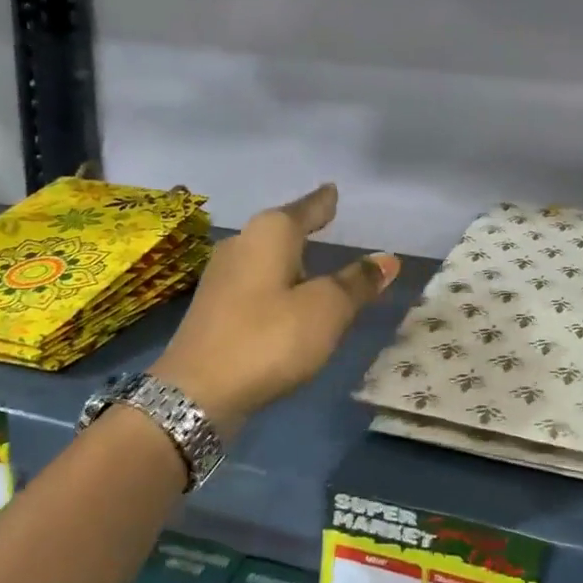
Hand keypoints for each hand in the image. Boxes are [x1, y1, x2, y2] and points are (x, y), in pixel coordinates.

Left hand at [153, 185, 399, 436]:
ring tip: (314, 260)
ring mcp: (223, 277)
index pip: (305, 208)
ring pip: (267, 258)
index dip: (323, 201)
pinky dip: (277, 284)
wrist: (196, 393)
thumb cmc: (268, 339)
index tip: (333, 189)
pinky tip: (286, 297)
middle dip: (304, 227)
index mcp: (269, 234)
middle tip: (328, 221)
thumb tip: (386, 259)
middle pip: (281, 229)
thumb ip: (356, 283)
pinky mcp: (215, 308)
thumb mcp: (326, 310)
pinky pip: (257, 283)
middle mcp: (241, 245)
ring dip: (290, 259)